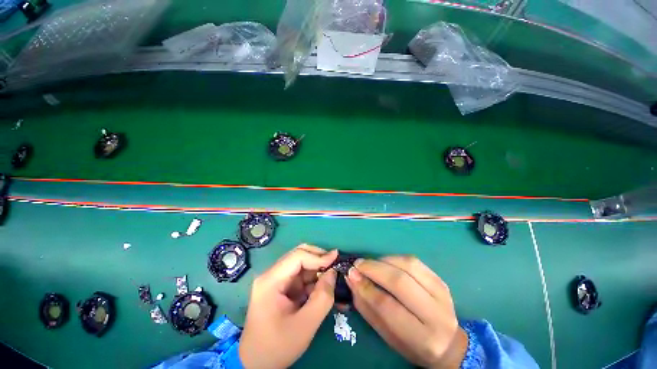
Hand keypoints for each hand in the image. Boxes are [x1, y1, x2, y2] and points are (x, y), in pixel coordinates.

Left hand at [239, 245, 337, 368]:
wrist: (255, 364)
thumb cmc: (277, 346)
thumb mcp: (305, 325)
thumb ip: (322, 297)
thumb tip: (333, 273)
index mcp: (271, 281)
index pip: (297, 257)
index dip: (318, 255)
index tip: (336, 258)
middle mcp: (271, 275)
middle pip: (298, 256)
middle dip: (318, 259)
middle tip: (334, 265)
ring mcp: (275, 281)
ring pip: (301, 265)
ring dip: (316, 271)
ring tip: (331, 279)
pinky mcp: (280, 288)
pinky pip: (299, 277)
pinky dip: (312, 281)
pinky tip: (322, 289)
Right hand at [346, 256, 467, 368]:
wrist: (448, 343)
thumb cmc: (412, 344)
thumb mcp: (386, 334)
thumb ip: (367, 306)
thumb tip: (351, 279)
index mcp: (422, 338)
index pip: (388, 306)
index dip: (366, 287)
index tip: (351, 274)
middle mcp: (437, 314)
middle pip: (400, 281)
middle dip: (374, 269)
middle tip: (358, 264)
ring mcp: (442, 294)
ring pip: (408, 265)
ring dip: (384, 260)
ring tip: (370, 264)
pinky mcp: (441, 280)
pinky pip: (414, 261)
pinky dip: (395, 258)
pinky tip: (385, 262)